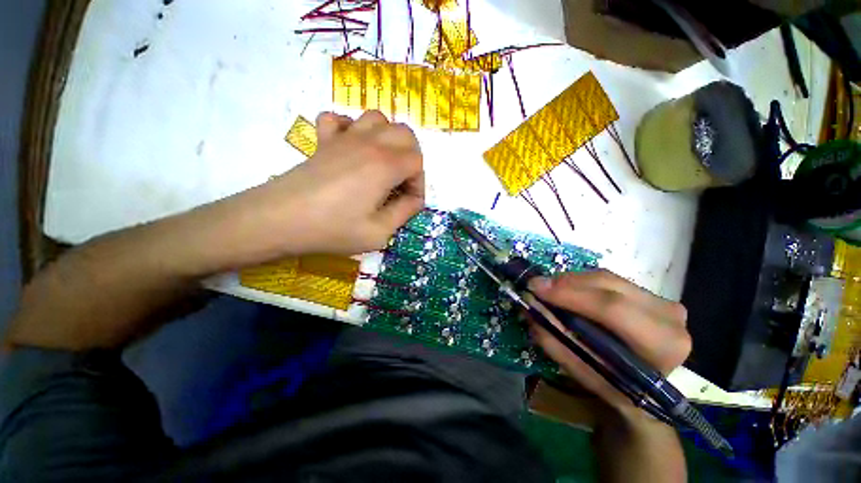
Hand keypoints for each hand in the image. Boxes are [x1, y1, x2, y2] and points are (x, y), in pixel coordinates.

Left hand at [218, 110, 424, 262]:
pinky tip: (351, 147)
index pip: (417, 163)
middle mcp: (369, 143)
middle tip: (401, 182)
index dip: (418, 184)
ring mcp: (344, 137)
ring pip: (378, 119)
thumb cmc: (333, 229)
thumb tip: (414, 200)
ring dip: (388, 139)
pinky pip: (339, 119)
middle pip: (405, 134)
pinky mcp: (323, 140)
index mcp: (385, 165)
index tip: (409, 203)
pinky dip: (351, 128)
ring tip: (382, 163)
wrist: (279, 220)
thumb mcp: (379, 232)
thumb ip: (404, 213)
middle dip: (411, 158)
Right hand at [527, 270, 690, 418]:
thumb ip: (555, 341)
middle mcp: (667, 316)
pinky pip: (607, 280)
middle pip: (607, 285)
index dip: (569, 294)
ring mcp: (661, 301)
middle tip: (536, 286)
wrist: (653, 391)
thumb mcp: (584, 373)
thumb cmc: (619, 389)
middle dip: (565, 283)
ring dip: (571, 281)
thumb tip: (529, 308)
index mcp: (661, 344)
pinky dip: (581, 282)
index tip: (535, 288)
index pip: (611, 308)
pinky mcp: (650, 294)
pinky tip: (567, 290)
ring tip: (548, 289)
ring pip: (605, 278)